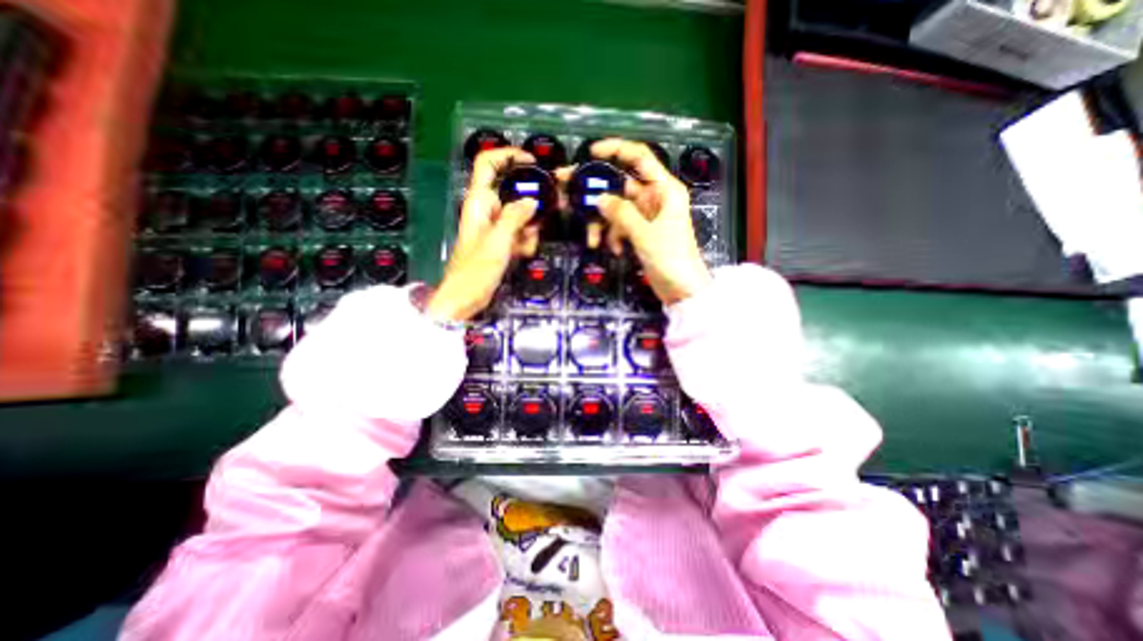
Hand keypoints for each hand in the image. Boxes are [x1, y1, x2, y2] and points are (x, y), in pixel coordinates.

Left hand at [425, 148, 542, 319]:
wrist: (466, 298)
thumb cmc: (475, 270)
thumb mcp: (498, 241)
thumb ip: (515, 217)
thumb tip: (532, 201)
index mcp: (478, 202)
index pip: (488, 163)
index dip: (508, 155)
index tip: (532, 162)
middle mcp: (486, 210)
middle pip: (512, 193)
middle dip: (529, 207)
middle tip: (538, 221)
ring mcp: (494, 227)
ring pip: (520, 216)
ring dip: (528, 230)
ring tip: (524, 247)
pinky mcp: (501, 241)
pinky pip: (519, 233)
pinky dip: (525, 242)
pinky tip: (522, 253)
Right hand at [584, 136, 710, 304]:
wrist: (682, 290)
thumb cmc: (671, 259)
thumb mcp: (645, 234)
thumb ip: (621, 214)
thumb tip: (599, 199)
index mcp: (664, 189)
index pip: (639, 157)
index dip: (616, 149)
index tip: (591, 153)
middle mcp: (655, 198)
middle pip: (620, 185)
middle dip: (595, 191)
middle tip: (567, 191)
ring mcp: (646, 216)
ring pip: (616, 209)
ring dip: (601, 223)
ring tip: (592, 240)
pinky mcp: (640, 232)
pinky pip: (620, 226)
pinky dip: (613, 237)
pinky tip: (613, 250)